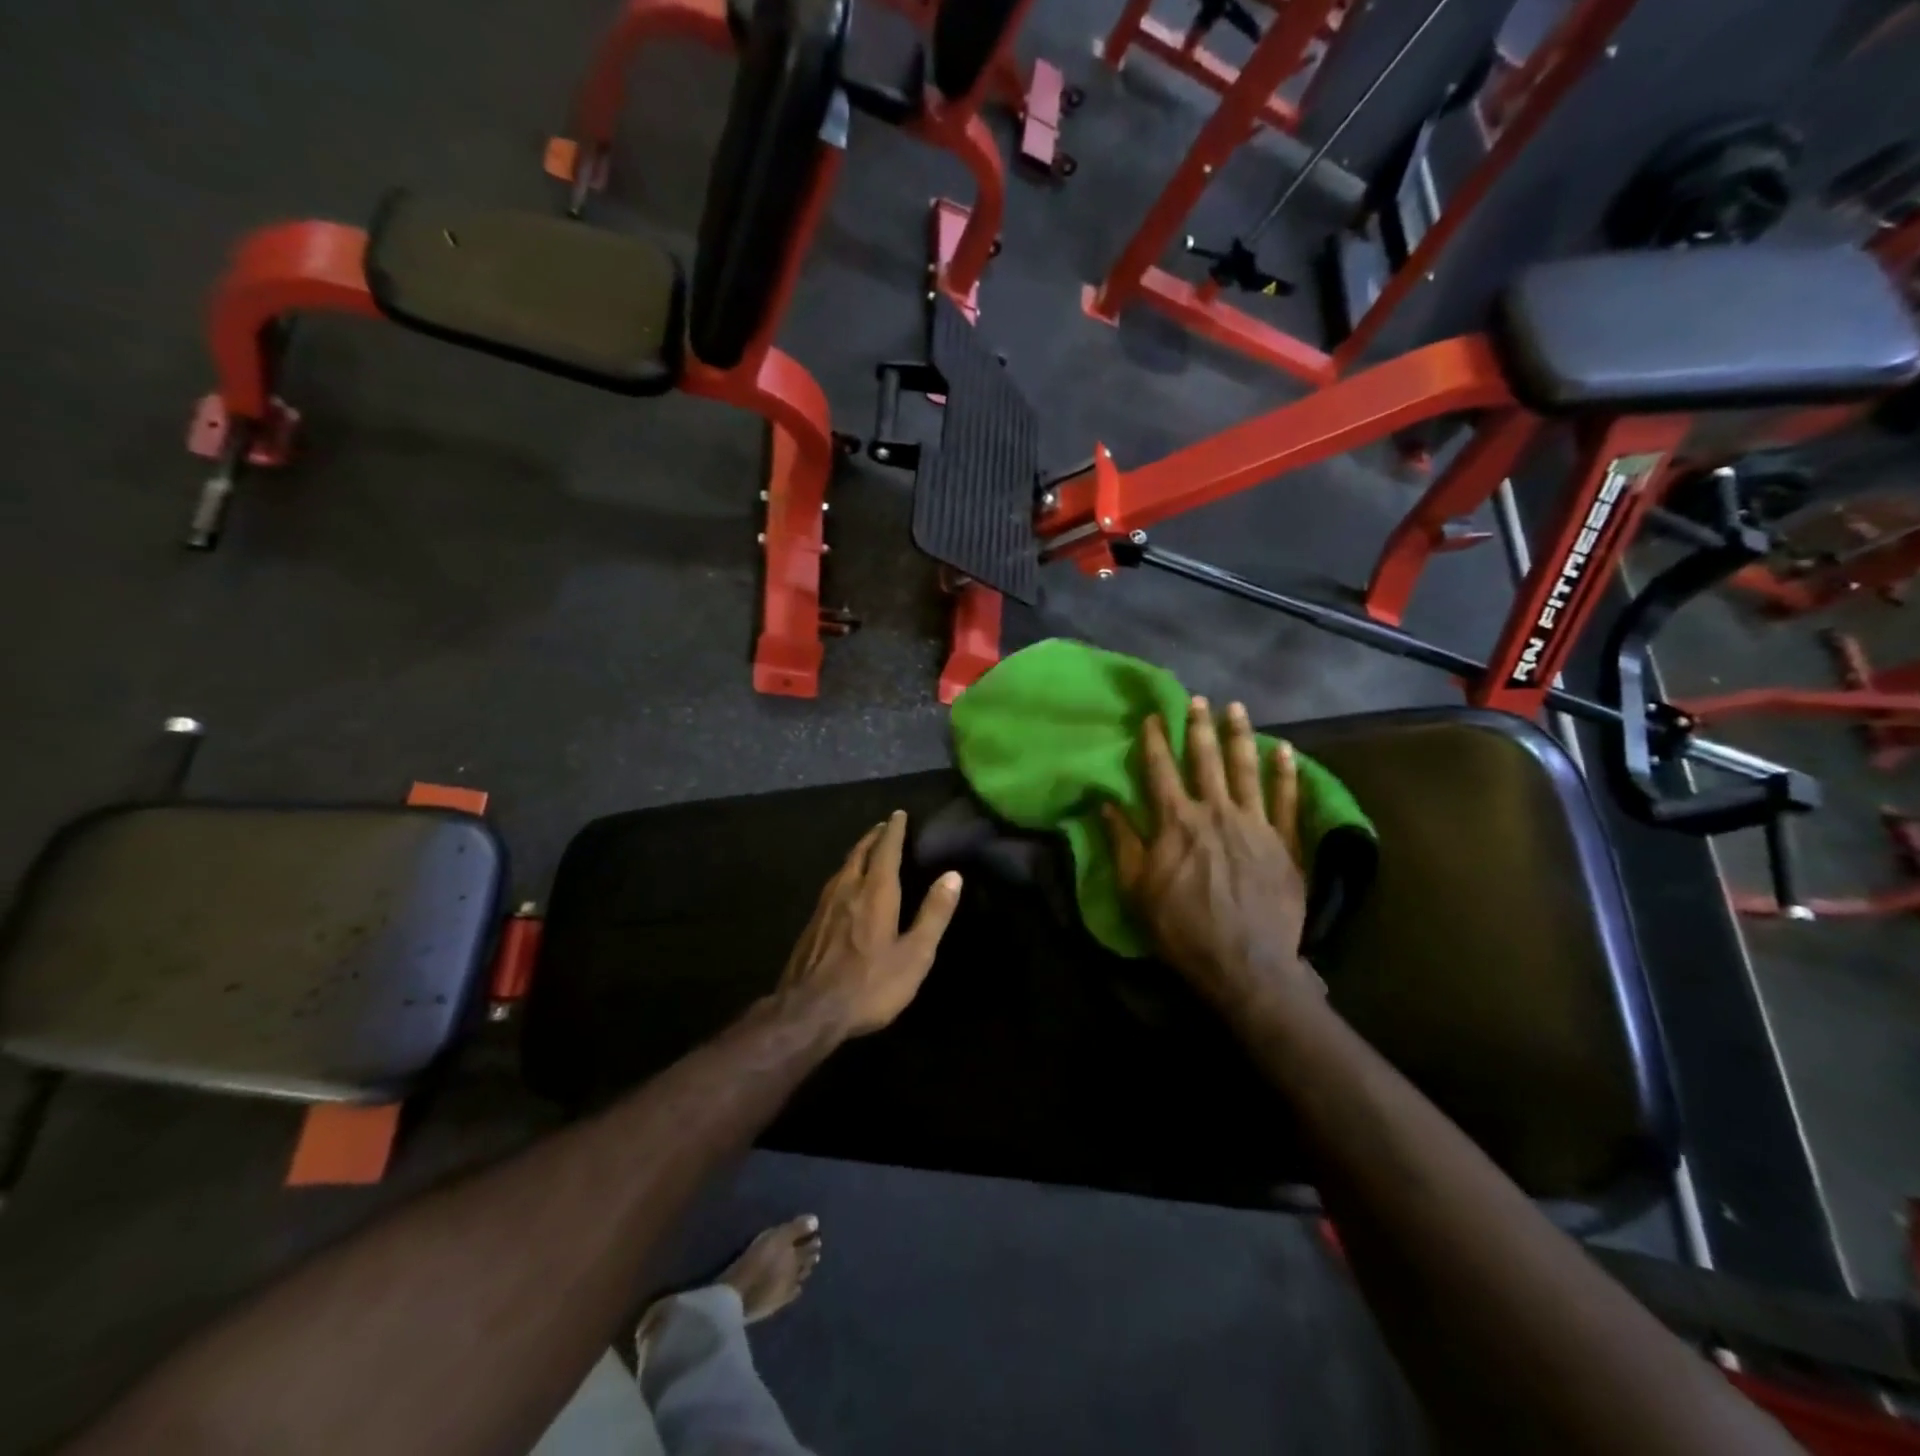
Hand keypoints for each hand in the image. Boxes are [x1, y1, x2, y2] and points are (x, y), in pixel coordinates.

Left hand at [776, 811, 962, 1036]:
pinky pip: (832, 886)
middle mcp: (848, 890)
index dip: (894, 831)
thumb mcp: (914, 954)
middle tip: (884, 827)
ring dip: (857, 853)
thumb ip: (934, 914)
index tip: (899, 814)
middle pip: (860, 853)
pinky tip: (845, 887)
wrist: (809, 1011)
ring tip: (867, 849)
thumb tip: (953, 875)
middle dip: (874, 837)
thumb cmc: (870, 984)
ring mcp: (825, 907)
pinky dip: (845, 874)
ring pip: (843, 868)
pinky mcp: (811, 925)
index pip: (886, 850)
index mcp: (875, 893)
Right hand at [1102, 698, 1316, 1014]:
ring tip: (1237, 709)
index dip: (1155, 740)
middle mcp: (1215, 812)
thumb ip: (1123, 842)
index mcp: (1175, 822)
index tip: (1153, 715)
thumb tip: (1106, 804)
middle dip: (1199, 727)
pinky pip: (1288, 801)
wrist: (1244, 964)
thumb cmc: (1181, 928)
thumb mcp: (1136, 889)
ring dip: (1240, 736)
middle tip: (1198, 699)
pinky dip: (1286, 774)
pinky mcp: (1285, 843)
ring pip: (1246, 770)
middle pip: (1205, 760)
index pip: (1160, 770)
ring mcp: (1254, 824)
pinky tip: (1285, 751)